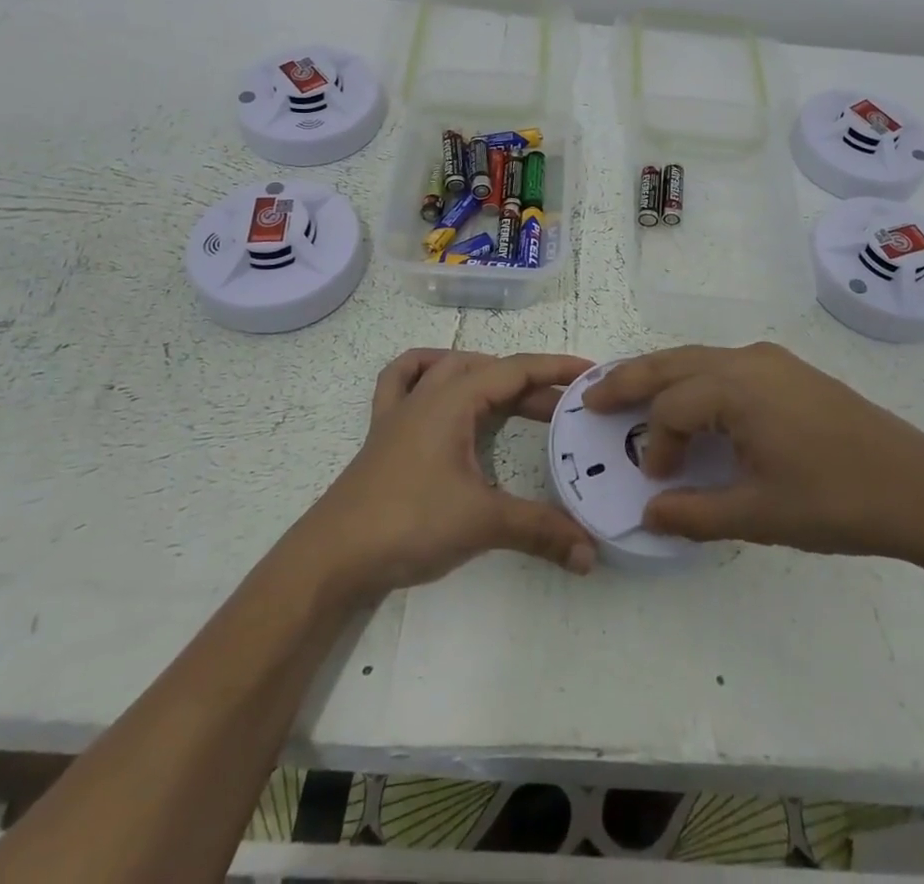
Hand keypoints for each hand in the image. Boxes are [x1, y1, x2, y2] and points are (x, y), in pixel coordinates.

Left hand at [299, 349, 598, 603]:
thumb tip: (590, 552)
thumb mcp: (482, 522)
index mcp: (453, 400)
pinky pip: (401, 382)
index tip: (591, 374)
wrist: (332, 556)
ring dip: (484, 374)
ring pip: (447, 368)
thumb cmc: (408, 523)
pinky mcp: (383, 433)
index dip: (555, 369)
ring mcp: (400, 411)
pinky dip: (424, 372)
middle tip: (563, 411)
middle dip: (529, 383)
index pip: (514, 370)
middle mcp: (427, 394)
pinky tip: (439, 385)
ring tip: (513, 396)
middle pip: (487, 369)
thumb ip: (540, 531)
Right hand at [586, 342, 923, 565]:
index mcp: (737, 388)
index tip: (658, 481)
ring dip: (662, 375)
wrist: (920, 487)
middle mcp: (748, 360)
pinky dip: (695, 379)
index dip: (657, 445)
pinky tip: (694, 403)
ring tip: (632, 394)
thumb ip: (695, 513)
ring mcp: (772, 361)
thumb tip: (648, 513)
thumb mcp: (760, 515)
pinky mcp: (790, 371)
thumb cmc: (835, 500)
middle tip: (592, 396)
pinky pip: (726, 365)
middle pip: (673, 363)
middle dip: (629, 379)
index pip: (672, 409)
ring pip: (699, 359)